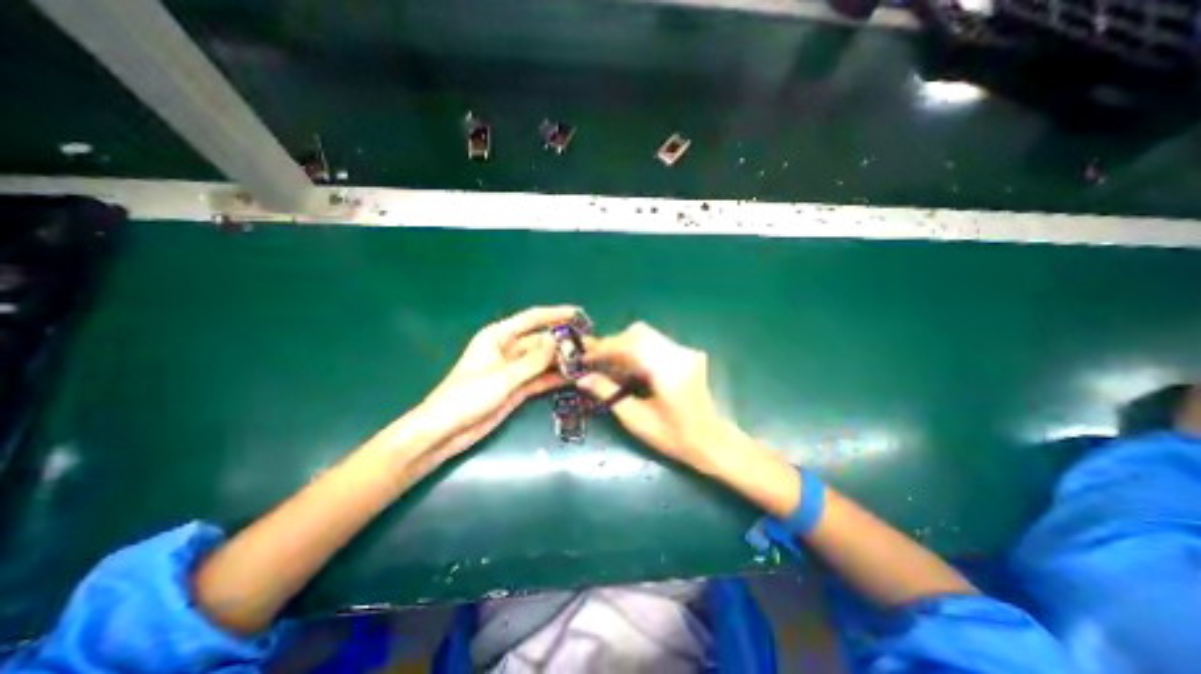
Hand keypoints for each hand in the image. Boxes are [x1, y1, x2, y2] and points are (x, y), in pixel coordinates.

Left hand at [406, 305, 579, 468]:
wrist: (444, 432)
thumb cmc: (466, 398)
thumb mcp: (502, 378)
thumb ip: (533, 361)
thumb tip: (559, 341)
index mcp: (498, 337)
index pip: (532, 319)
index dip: (556, 314)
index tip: (579, 314)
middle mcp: (508, 349)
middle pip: (541, 341)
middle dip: (564, 343)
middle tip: (590, 347)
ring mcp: (514, 370)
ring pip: (543, 361)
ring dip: (562, 361)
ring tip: (588, 362)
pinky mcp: (518, 387)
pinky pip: (541, 378)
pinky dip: (555, 378)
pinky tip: (575, 377)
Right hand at [576, 321, 736, 473]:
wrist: (712, 440)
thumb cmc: (674, 437)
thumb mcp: (636, 419)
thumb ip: (608, 394)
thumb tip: (582, 378)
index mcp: (668, 371)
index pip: (630, 345)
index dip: (604, 348)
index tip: (585, 356)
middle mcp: (678, 354)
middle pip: (638, 333)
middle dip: (613, 343)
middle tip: (595, 360)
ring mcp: (685, 351)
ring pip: (646, 335)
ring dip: (624, 346)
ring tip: (609, 364)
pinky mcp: (686, 354)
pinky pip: (655, 343)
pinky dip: (637, 350)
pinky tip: (630, 367)